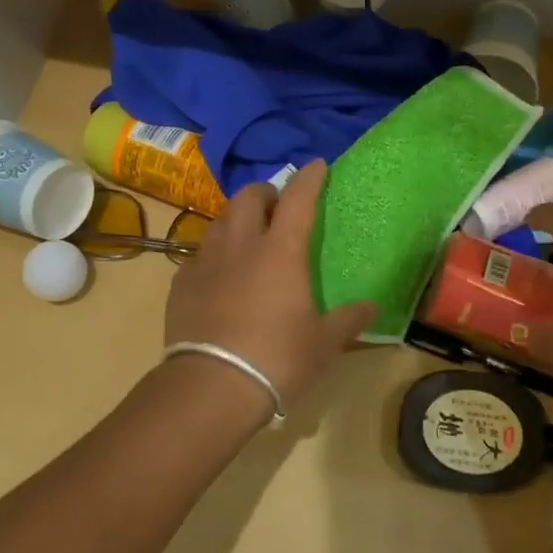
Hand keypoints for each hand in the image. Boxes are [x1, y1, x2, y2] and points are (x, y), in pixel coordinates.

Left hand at [164, 160, 375, 412]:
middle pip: (248, 197)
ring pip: (220, 221)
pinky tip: (221, 276)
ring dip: (238, 220)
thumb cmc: (276, 359)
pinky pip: (200, 254)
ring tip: (249, 239)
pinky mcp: (181, 284)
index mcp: (280, 251)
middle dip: (265, 193)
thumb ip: (348, 320)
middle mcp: (240, 245)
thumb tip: (371, 308)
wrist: (210, 387)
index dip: (308, 178)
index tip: (317, 166)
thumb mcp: (322, 343)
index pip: (297, 198)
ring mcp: (205, 262)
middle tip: (277, 208)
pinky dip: (215, 254)